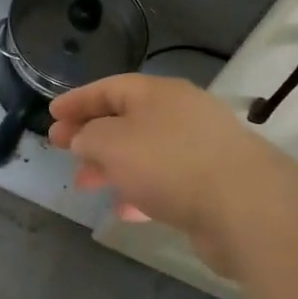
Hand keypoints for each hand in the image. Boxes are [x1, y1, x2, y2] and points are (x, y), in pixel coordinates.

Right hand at [48, 74, 279, 272]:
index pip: (109, 88)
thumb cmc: (169, 164)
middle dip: (91, 135)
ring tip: (86, 184)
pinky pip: (165, 181)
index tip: (51, 115)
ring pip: (144, 152)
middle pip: (126, 119)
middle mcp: (180, 114)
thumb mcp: (113, 143)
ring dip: (112, 165)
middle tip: (62, 150)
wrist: (245, 207)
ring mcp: (199, 149)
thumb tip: (84, 139)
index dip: (77, 100)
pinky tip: (125, 210)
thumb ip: (89, 137)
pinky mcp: (211, 184)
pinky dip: (140, 191)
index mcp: (158, 93)